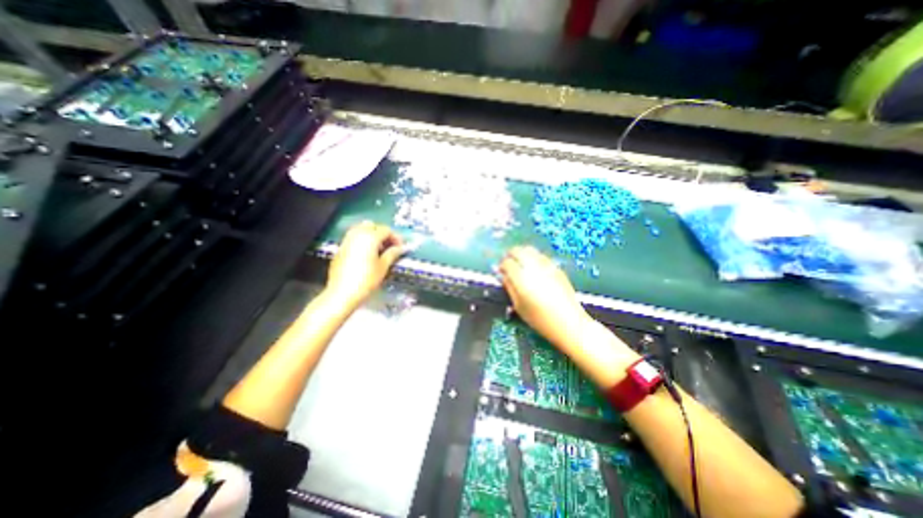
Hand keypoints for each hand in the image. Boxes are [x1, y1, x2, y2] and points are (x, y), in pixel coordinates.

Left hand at [328, 220, 406, 309]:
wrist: (342, 293)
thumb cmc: (366, 280)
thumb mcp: (383, 267)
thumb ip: (393, 253)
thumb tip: (401, 248)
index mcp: (370, 237)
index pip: (386, 230)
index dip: (396, 237)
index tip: (401, 247)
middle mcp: (357, 235)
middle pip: (372, 226)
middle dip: (383, 233)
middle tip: (391, 246)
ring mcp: (347, 241)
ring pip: (361, 229)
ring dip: (372, 235)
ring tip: (379, 250)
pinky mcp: (341, 248)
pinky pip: (353, 237)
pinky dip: (362, 240)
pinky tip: (367, 254)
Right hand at [497, 244, 590, 348]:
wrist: (569, 323)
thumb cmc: (540, 319)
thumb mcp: (518, 306)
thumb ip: (509, 287)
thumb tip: (502, 275)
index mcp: (522, 279)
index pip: (507, 263)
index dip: (501, 266)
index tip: (501, 271)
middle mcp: (534, 268)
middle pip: (518, 250)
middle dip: (510, 255)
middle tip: (508, 264)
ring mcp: (547, 265)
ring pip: (530, 250)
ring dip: (522, 254)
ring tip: (520, 265)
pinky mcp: (556, 267)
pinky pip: (541, 256)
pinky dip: (533, 258)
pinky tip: (533, 269)